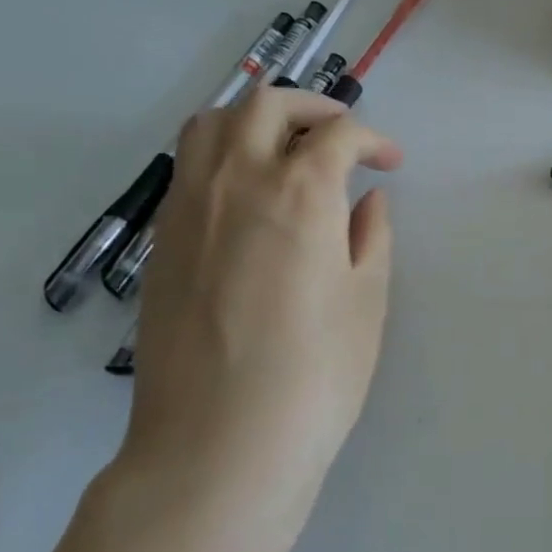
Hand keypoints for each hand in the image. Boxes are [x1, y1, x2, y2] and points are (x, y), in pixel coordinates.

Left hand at [120, 88, 401, 537]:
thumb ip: (370, 236)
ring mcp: (188, 209)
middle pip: (266, 105)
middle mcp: (236, 182)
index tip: (390, 163)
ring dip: (256, 120)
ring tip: (287, 150)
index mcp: (299, 192)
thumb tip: (365, 199)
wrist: (218, 445)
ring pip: (211, 124)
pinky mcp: (161, 242)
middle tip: (342, 136)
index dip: (372, 139)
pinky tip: (248, 197)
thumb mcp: (366, 301)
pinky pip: (188, 168)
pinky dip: (222, 155)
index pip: (337, 134)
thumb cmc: (314, 376)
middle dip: (313, 106)